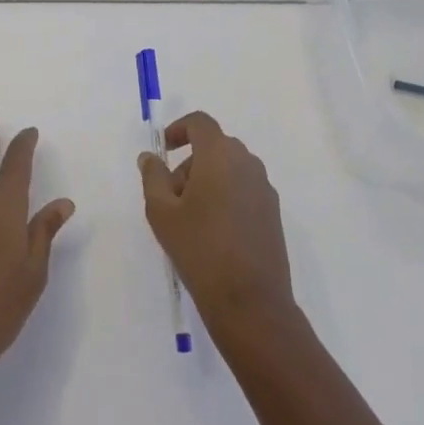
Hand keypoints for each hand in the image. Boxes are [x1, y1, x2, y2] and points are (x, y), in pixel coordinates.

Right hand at [138, 112, 296, 337]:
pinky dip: (226, 195)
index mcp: (220, 155)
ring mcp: (264, 188)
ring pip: (230, 168)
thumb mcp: (162, 213)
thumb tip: (150, 157)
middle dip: (189, 162)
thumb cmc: (200, 250)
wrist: (250, 301)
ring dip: (207, 180)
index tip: (163, 150)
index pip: (200, 123)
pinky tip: (213, 232)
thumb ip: (153, 177)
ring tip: (189, 218)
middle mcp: (247, 163)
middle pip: (214, 146)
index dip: (179, 129)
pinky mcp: (273, 212)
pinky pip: (244, 189)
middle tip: (170, 195)